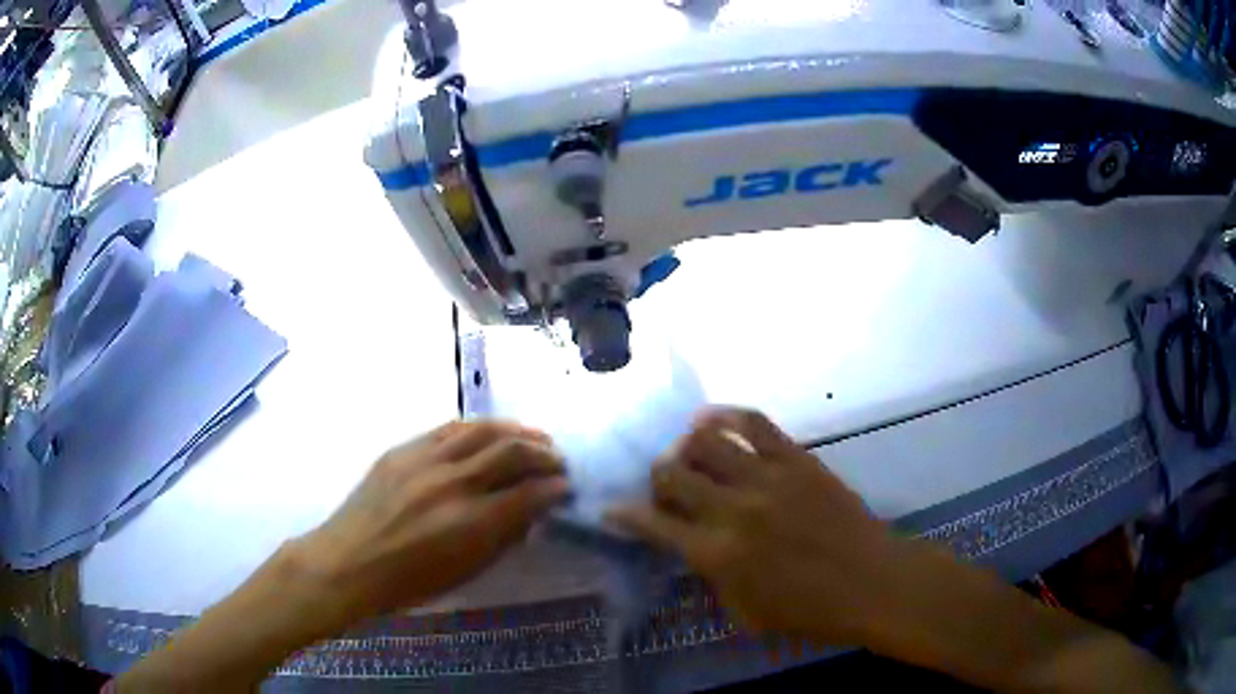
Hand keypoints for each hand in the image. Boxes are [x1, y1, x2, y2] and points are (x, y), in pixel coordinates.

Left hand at [291, 421, 568, 622]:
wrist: (348, 563)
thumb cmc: (410, 583)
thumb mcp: (465, 572)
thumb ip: (502, 539)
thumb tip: (531, 513)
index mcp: (471, 523)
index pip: (529, 494)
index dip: (555, 488)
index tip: (567, 487)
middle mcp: (453, 483)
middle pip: (511, 453)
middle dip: (544, 454)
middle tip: (558, 460)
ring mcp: (425, 460)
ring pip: (482, 431)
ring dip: (516, 431)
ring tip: (535, 436)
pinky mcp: (403, 450)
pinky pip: (449, 429)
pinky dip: (478, 428)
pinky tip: (491, 431)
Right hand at [608, 408, 898, 644]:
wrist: (869, 582)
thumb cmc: (808, 611)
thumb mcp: (744, 612)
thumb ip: (711, 575)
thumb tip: (693, 546)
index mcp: (717, 554)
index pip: (653, 524)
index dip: (625, 514)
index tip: (613, 508)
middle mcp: (733, 509)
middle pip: (672, 472)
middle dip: (656, 477)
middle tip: (665, 486)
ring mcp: (767, 478)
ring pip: (707, 440)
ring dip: (687, 446)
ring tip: (689, 453)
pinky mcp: (797, 459)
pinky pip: (755, 423)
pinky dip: (726, 416)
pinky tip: (714, 421)